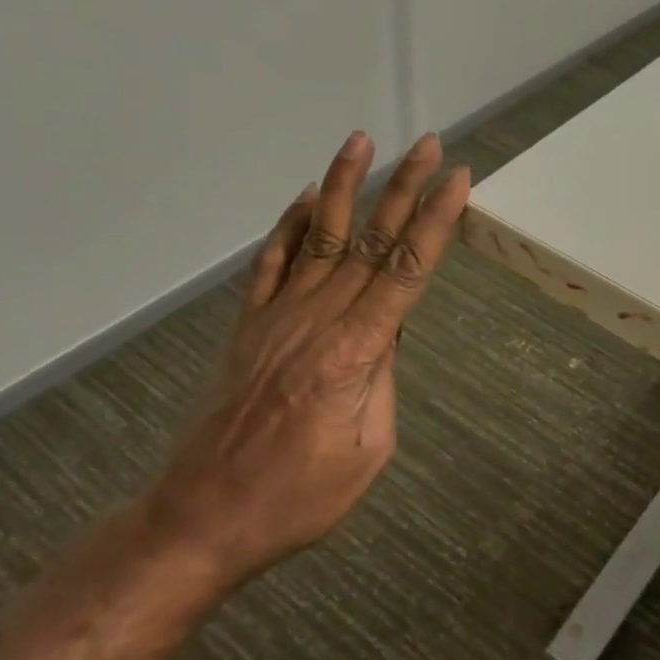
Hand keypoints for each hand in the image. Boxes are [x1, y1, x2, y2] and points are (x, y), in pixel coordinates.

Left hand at [141, 130, 469, 588]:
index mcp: (354, 352)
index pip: (406, 271)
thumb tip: (388, 335)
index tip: (456, 179)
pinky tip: (304, 198)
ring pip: (318, 238)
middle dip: (403, 189)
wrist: (203, 517)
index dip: (435, 221)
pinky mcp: (248, 327)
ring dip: (343, 187)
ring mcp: (276, 318)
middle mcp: (316, 320)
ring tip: (362, 143)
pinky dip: (287, 226)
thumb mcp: (368, 451)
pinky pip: (270, 264)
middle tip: (427, 145)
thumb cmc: (297, 498)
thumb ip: (382, 382)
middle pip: (369, 242)